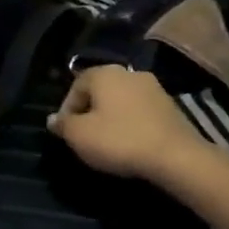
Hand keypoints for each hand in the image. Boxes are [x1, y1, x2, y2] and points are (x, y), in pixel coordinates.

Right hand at [47, 66, 211, 182]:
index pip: (76, 85)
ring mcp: (153, 88)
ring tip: (107, 141)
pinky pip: (140, 111)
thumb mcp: (79, 136)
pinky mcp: (170, 106)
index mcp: (104, 73)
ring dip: (112, 117)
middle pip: (100, 90)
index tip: (65, 131)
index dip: (66, 108)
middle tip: (84, 136)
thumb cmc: (119, 140)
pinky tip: (130, 143)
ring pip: (121, 100)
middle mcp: (129, 73)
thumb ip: (63, 125)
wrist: (175, 156)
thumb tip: (53, 119)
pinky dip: (131, 123)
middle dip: (90, 111)